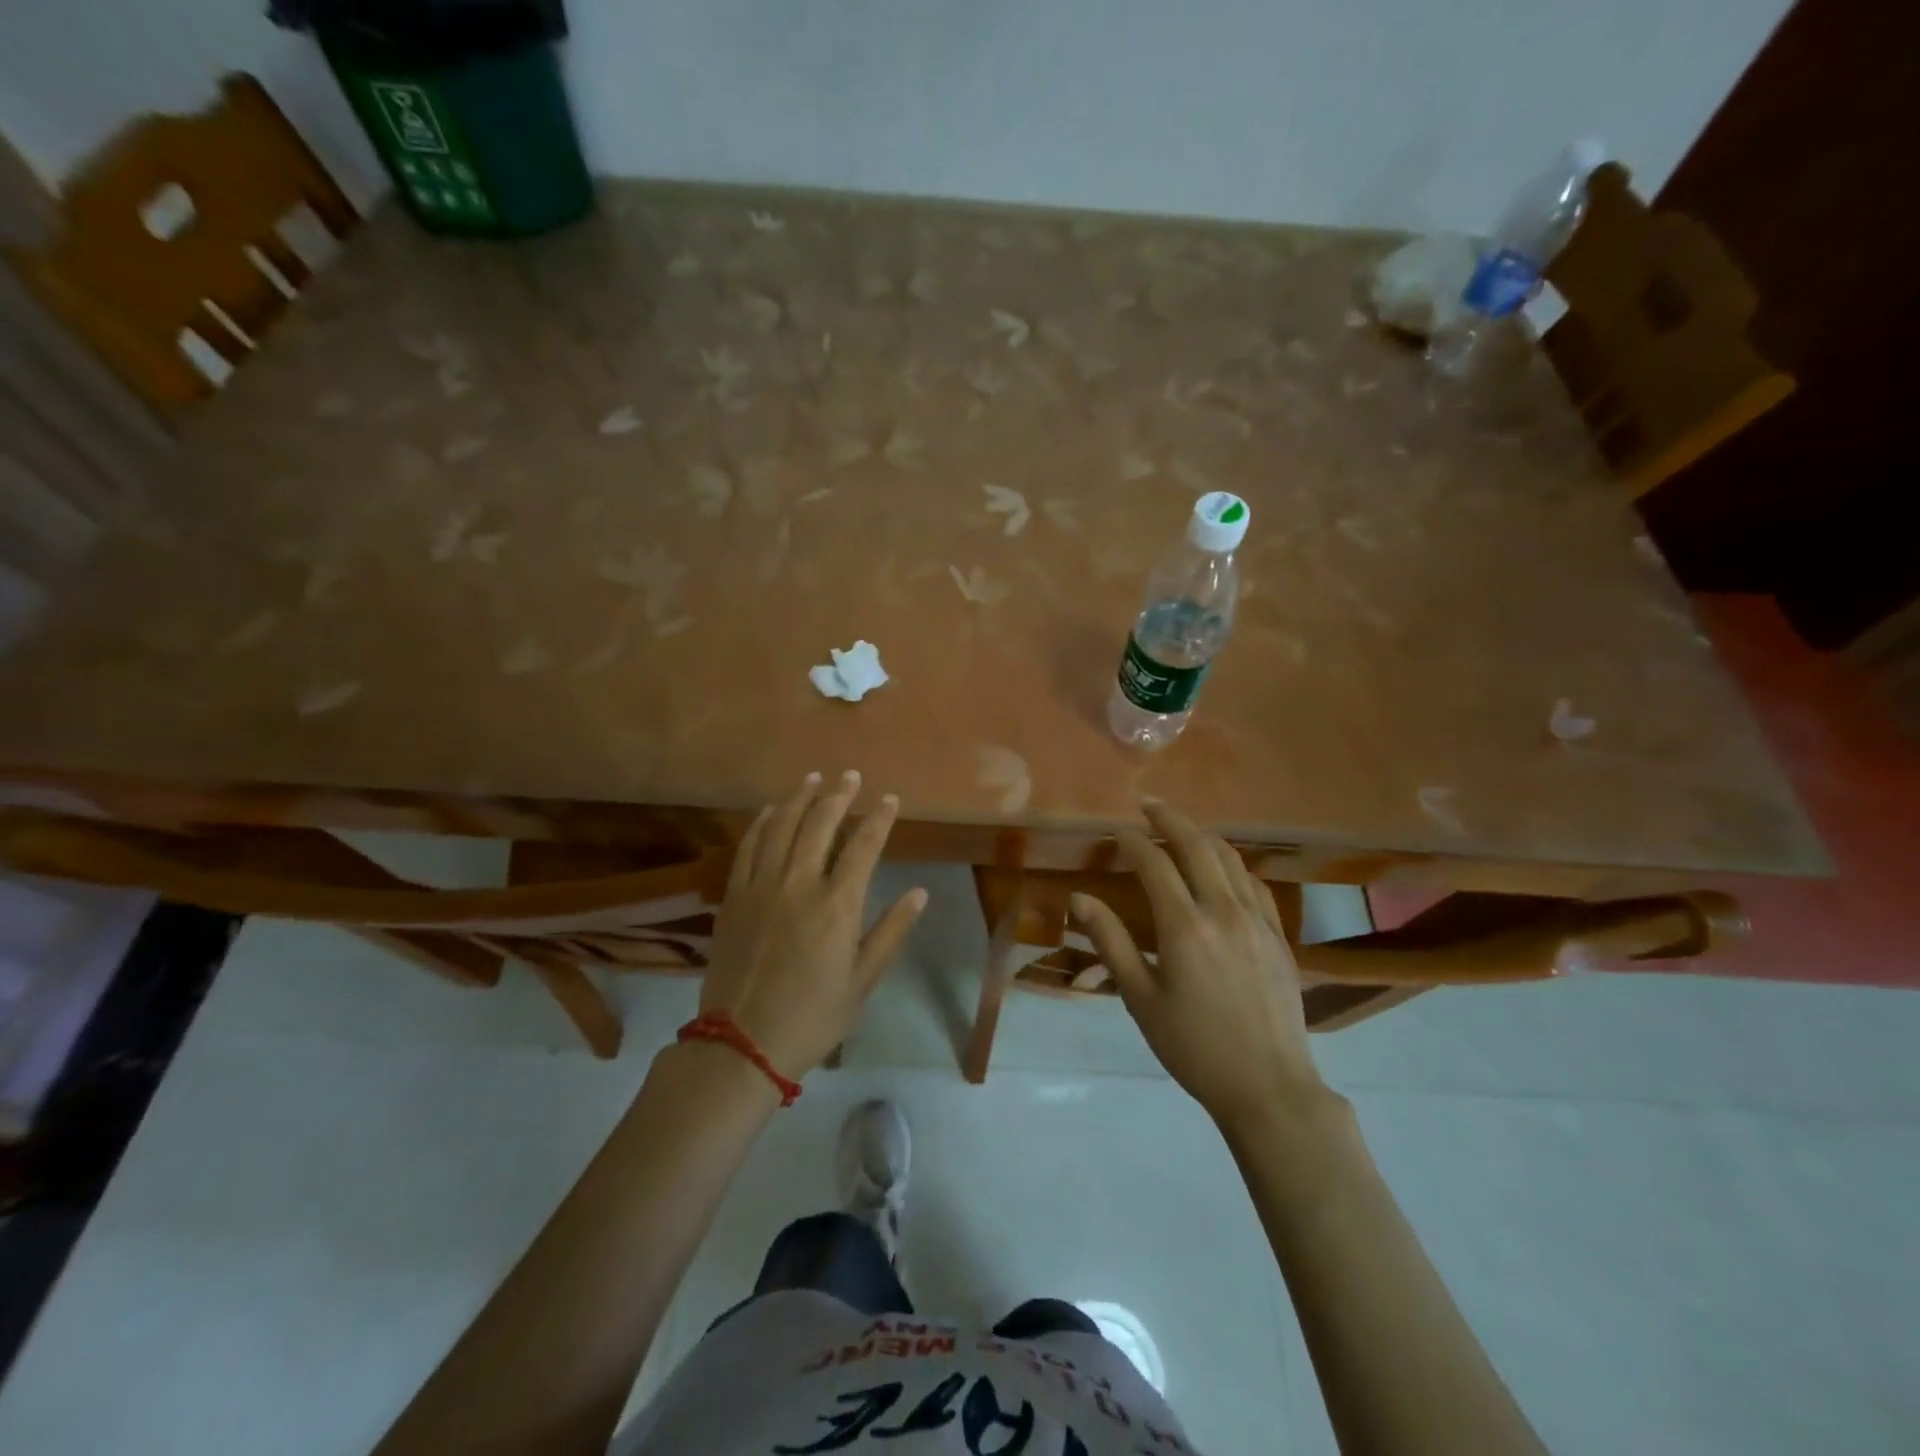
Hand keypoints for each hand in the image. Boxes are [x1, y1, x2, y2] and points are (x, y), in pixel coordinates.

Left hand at [702, 771, 925, 1079]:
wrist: (741, 1044)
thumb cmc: (812, 1017)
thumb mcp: (862, 981)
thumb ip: (891, 932)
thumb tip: (920, 893)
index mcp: (837, 905)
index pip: (864, 846)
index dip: (879, 818)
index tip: (889, 799)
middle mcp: (798, 883)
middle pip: (820, 824)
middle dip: (839, 795)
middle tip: (850, 776)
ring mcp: (761, 886)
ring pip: (782, 826)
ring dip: (799, 798)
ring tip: (813, 778)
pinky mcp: (733, 896)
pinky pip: (748, 847)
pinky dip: (762, 823)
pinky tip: (771, 810)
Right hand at [1071, 800, 1324, 1127]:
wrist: (1269, 1086)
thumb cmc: (1193, 1046)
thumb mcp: (1140, 998)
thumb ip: (1111, 941)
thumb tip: (1079, 898)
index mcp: (1185, 926)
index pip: (1154, 864)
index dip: (1133, 842)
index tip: (1117, 832)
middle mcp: (1224, 910)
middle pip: (1197, 846)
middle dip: (1170, 820)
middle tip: (1149, 806)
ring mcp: (1258, 920)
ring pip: (1230, 859)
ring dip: (1203, 836)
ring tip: (1182, 828)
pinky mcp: (1279, 935)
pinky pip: (1255, 883)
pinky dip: (1234, 865)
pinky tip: (1224, 869)